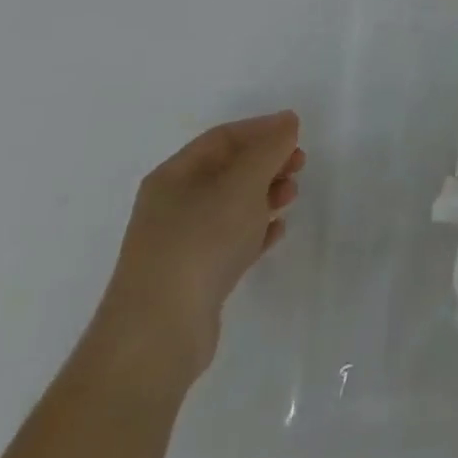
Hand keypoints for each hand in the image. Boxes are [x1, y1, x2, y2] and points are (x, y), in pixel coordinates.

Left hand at [88, 111, 304, 388]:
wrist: (158, 336)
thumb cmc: (200, 242)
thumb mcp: (242, 182)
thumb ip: (269, 148)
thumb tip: (287, 122)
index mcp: (174, 176)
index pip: (223, 137)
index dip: (261, 128)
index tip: (297, 132)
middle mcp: (173, 205)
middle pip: (228, 170)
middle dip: (267, 162)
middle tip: (299, 164)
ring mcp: (181, 243)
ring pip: (231, 205)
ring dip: (266, 194)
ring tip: (292, 196)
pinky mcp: (193, 277)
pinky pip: (231, 241)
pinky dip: (256, 230)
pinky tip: (277, 231)